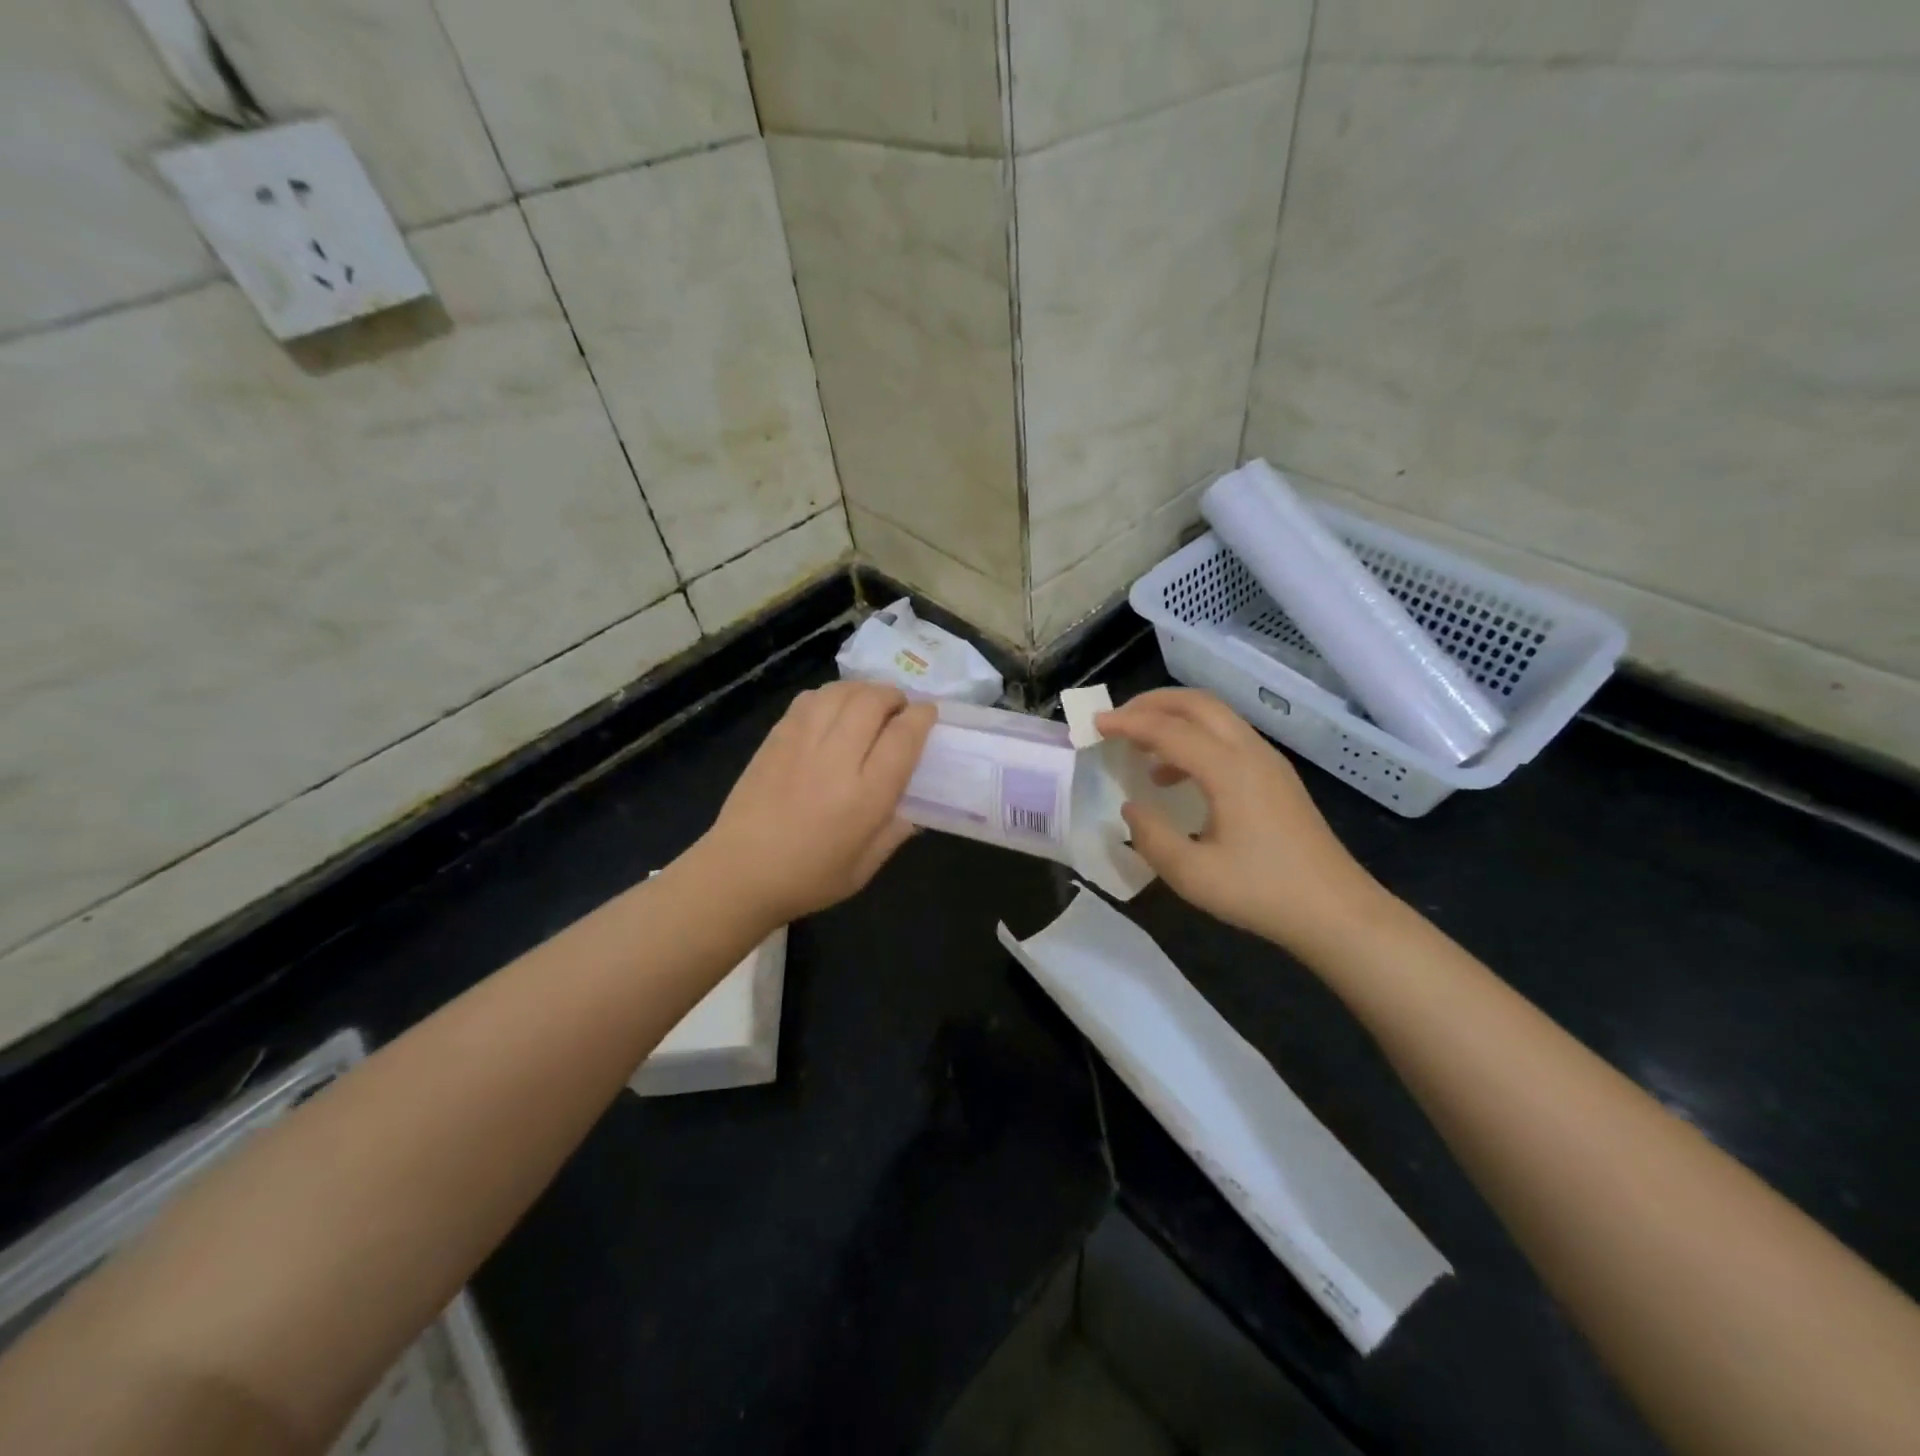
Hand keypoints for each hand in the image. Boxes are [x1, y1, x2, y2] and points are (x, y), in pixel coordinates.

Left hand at [697, 681, 935, 925]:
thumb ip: (895, 831)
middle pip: (873, 701)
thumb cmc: (808, 878)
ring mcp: (802, 743)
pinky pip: (809, 699)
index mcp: (866, 795)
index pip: (904, 736)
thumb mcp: (864, 867)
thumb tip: (914, 807)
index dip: (922, 717)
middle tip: (899, 709)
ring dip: (863, 690)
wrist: (739, 873)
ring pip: (841, 692)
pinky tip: (834, 710)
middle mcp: (837, 759)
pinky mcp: (776, 738)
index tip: (927, 716)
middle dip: (894, 696)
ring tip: (869, 705)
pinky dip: (830, 696)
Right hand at [1096, 688, 1390, 954]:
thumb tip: (1132, 808)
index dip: (1128, 723)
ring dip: (1174, 720)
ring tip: (1140, 747)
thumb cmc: (1262, 893)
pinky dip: (1194, 740)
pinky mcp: (1276, 777)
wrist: (1336, 912)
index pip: (1169, 729)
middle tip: (1117, 719)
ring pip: (1216, 717)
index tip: (1093, 725)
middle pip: (1198, 703)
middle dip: (1153, 703)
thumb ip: (1151, 837)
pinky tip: (1175, 778)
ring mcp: (1268, 762)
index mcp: (1229, 770)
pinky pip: (1228, 738)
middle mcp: (1250, 753)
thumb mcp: (1192, 875)